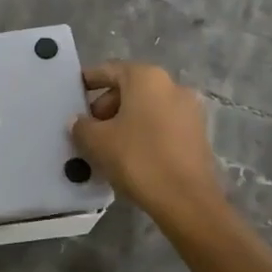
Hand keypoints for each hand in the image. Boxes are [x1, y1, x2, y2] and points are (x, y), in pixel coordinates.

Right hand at [72, 62, 224, 229]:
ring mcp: (189, 109)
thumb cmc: (138, 159)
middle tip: (88, 128)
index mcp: (146, 78)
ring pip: (147, 107)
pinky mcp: (198, 133)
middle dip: (106, 106)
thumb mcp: (97, 142)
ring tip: (106, 145)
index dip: (88, 81)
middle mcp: (171, 85)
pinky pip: (162, 124)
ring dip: (125, 120)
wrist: (187, 201)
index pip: (109, 70)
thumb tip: (78, 121)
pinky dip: (144, 132)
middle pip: (130, 88)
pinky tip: (131, 155)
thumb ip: (81, 126)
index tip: (73, 93)